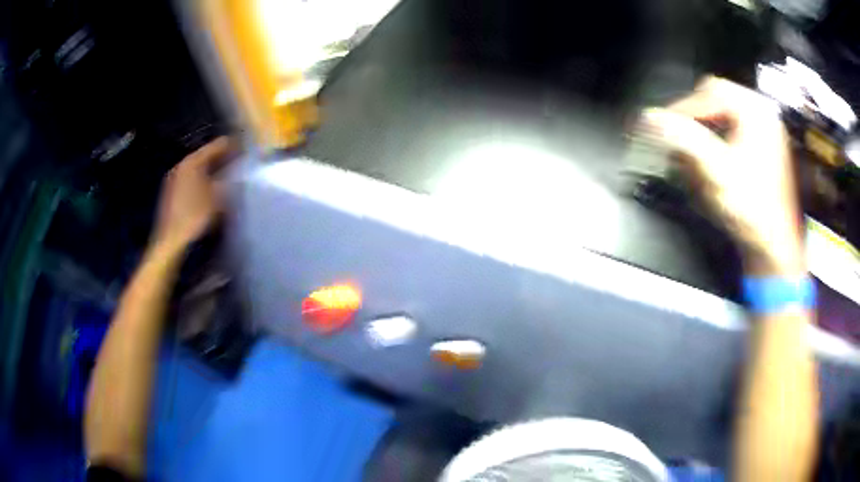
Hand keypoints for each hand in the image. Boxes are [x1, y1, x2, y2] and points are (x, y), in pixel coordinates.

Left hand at [151, 137, 234, 253]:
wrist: (171, 241)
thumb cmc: (194, 217)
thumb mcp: (217, 198)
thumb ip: (228, 182)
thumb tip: (237, 174)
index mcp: (192, 162)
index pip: (216, 146)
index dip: (232, 145)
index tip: (246, 147)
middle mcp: (181, 166)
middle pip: (205, 155)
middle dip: (222, 157)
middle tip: (238, 160)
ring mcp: (174, 179)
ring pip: (198, 168)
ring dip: (212, 169)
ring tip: (227, 174)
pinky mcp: (172, 193)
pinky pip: (192, 178)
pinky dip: (203, 179)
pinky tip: (211, 188)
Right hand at [642, 76, 803, 276]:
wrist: (774, 248)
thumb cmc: (753, 212)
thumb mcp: (716, 171)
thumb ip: (683, 139)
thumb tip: (650, 119)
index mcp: (756, 111)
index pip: (708, 93)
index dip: (683, 109)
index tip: (663, 127)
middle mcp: (763, 115)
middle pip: (716, 100)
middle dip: (695, 120)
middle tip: (681, 140)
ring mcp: (765, 132)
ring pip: (723, 116)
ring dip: (704, 132)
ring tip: (696, 158)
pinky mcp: (763, 149)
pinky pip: (733, 132)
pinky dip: (717, 143)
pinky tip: (713, 165)